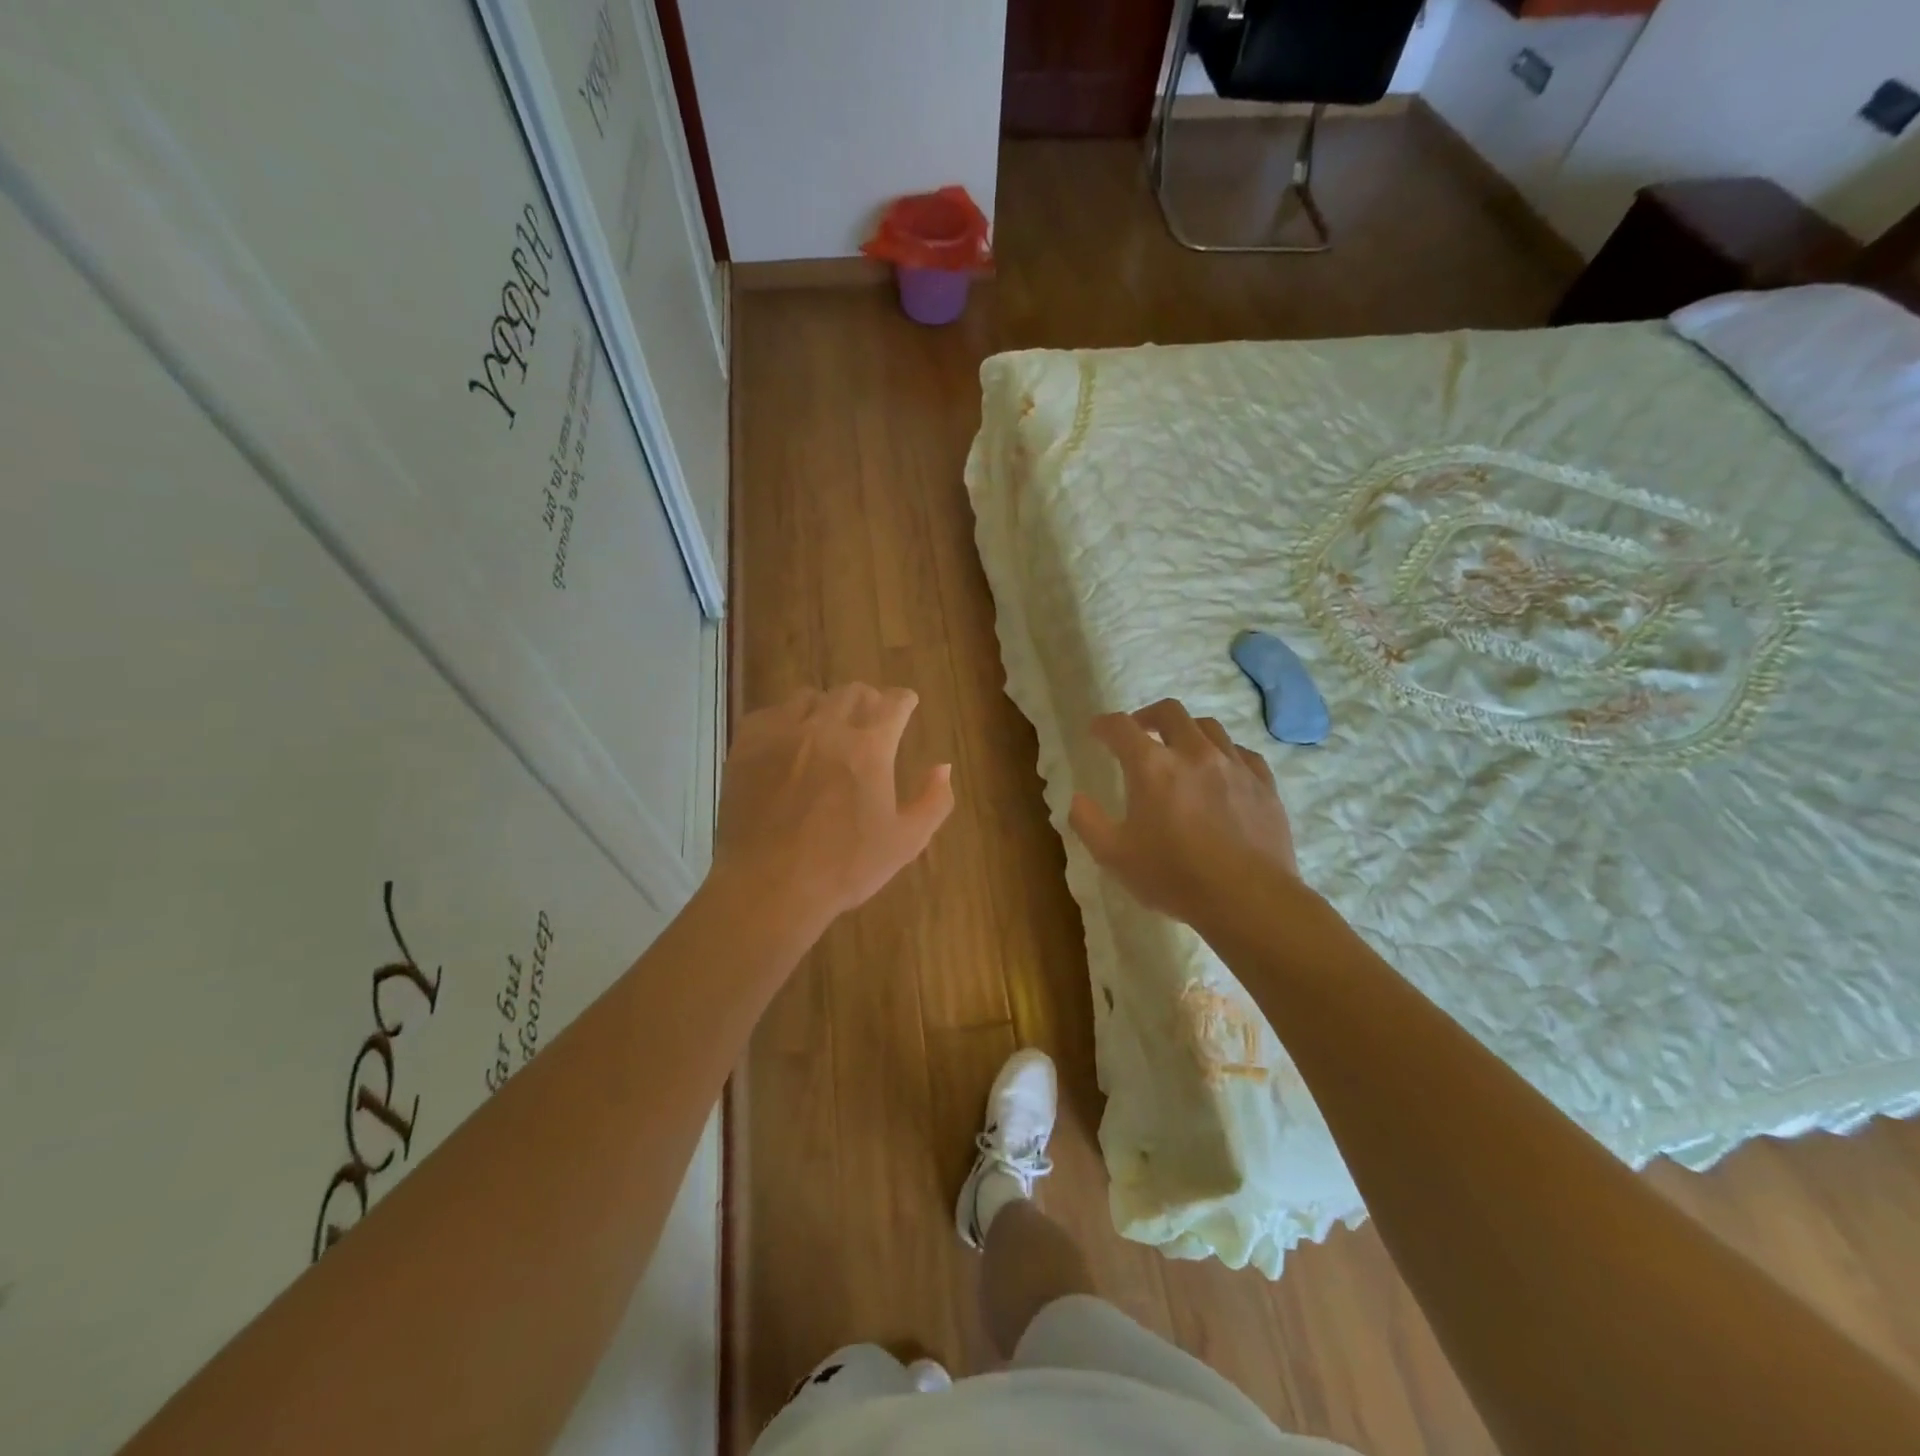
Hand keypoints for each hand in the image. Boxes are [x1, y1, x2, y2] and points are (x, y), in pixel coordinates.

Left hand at [712, 684, 953, 935]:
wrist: (769, 886)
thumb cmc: (844, 867)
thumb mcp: (906, 842)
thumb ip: (933, 800)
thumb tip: (943, 766)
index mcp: (870, 747)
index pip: (894, 703)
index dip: (904, 701)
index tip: (906, 705)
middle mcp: (827, 727)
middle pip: (853, 692)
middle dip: (868, 701)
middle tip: (870, 720)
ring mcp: (783, 732)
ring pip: (810, 696)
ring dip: (826, 707)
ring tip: (826, 728)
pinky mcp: (748, 744)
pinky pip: (770, 712)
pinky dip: (785, 719)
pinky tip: (787, 741)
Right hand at [1069, 699, 1299, 931]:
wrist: (1249, 899)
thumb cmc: (1174, 877)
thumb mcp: (1114, 857)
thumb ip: (1088, 823)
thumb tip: (1077, 799)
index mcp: (1152, 767)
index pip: (1121, 727)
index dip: (1104, 725)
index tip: (1097, 731)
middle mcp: (1194, 753)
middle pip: (1170, 712)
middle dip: (1148, 716)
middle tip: (1139, 732)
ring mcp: (1234, 765)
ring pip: (1209, 727)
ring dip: (1187, 731)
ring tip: (1181, 750)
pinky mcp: (1264, 783)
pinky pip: (1242, 753)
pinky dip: (1224, 754)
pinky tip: (1221, 772)